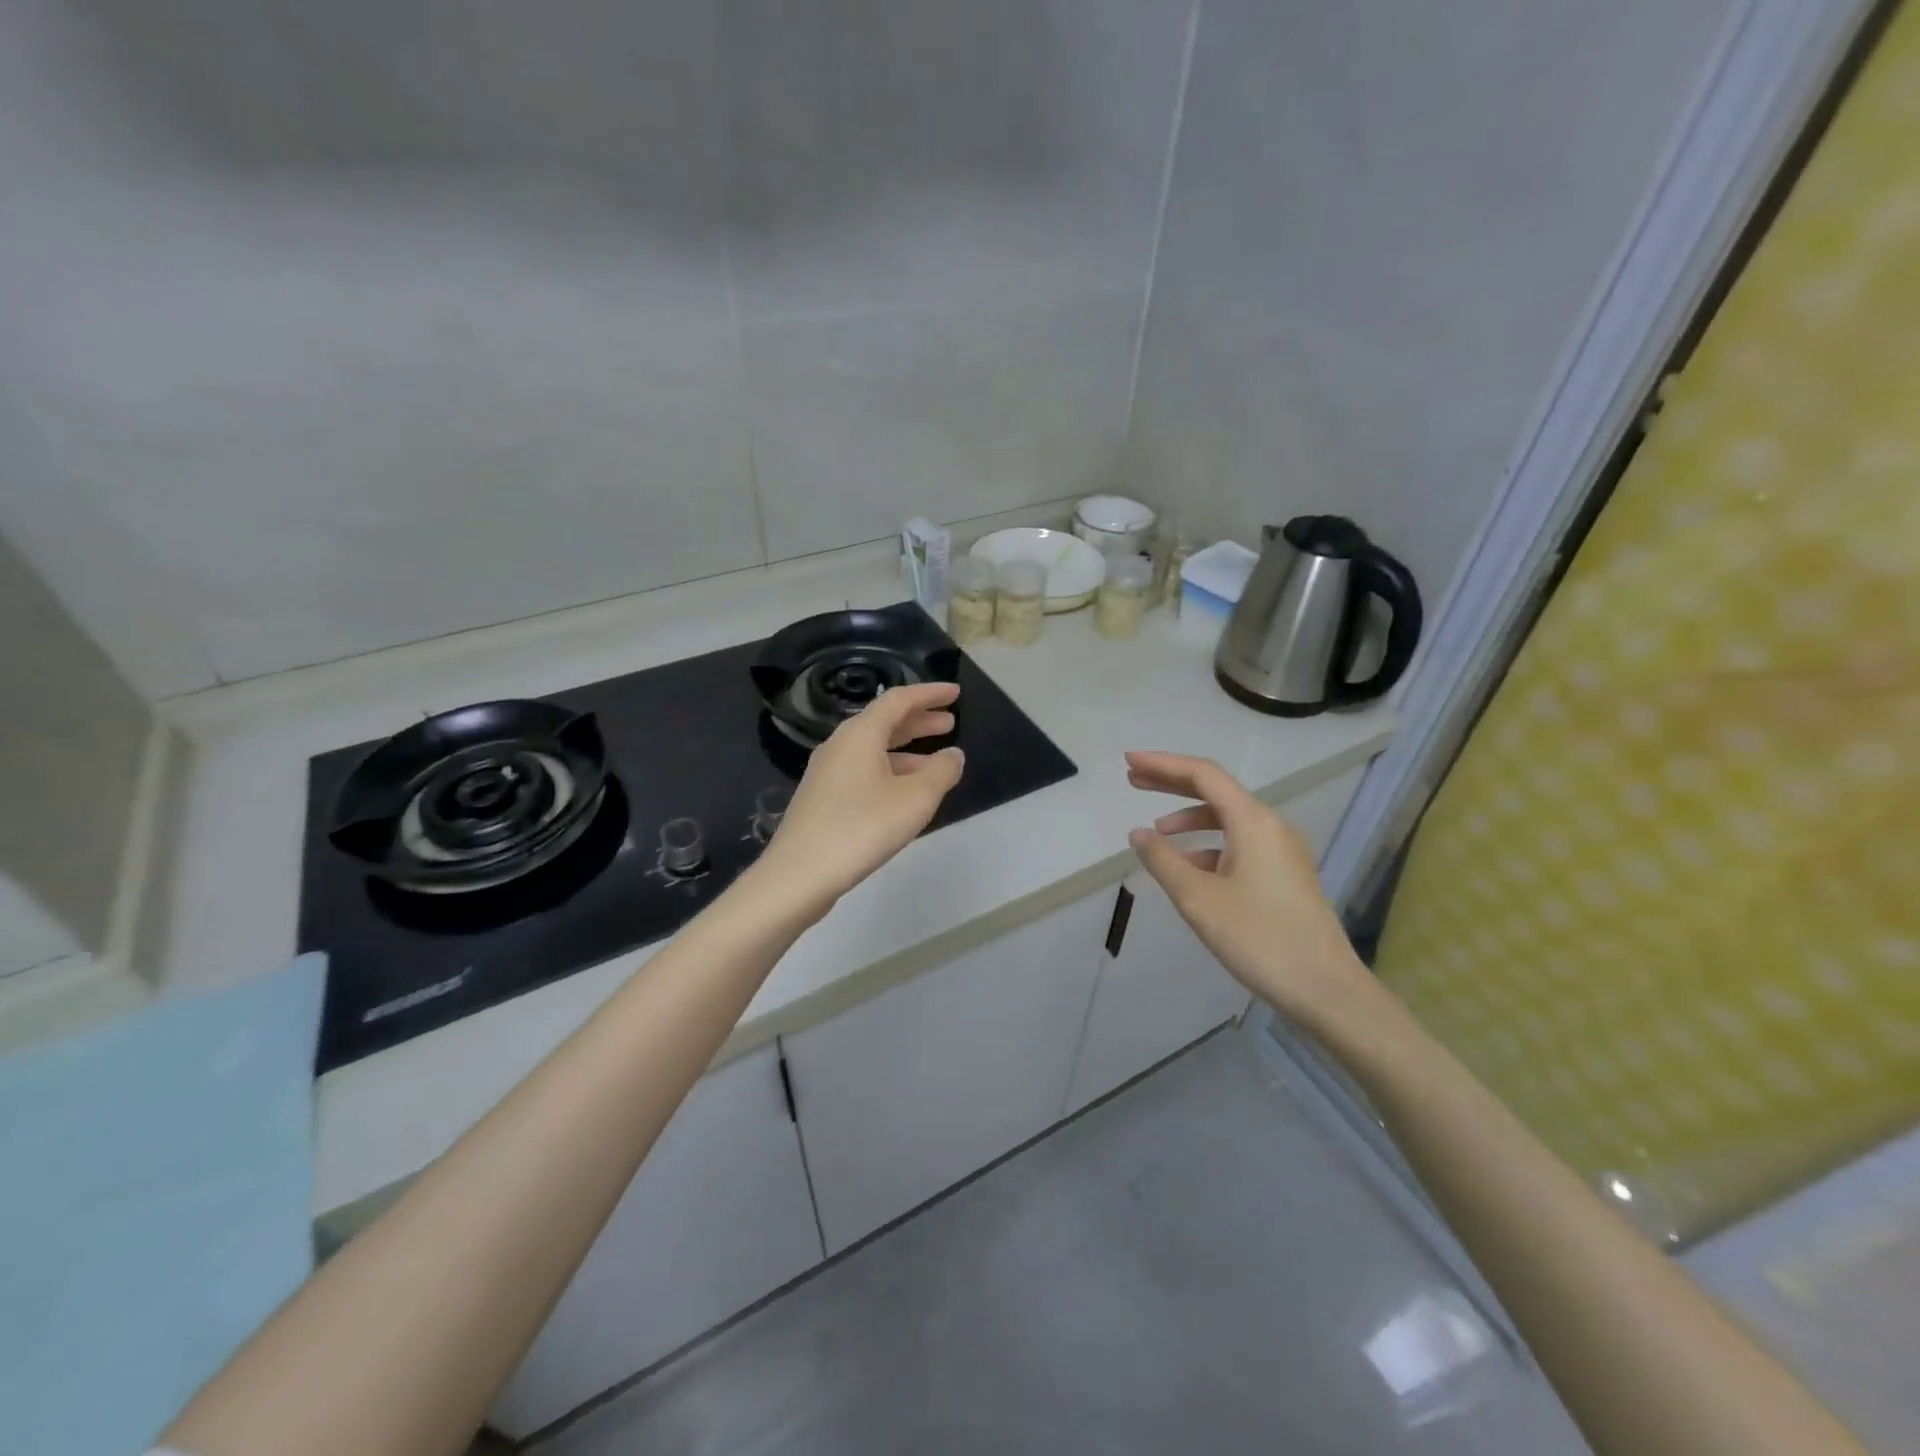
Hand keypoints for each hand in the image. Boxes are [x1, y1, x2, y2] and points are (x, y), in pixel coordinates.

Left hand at [757, 682, 964, 909]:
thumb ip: (941, 772)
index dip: (929, 694)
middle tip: (950, 723)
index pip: (899, 699)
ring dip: (907, 749)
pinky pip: (864, 770)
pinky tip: (905, 793)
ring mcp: (827, 772)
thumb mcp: (915, 800)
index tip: (955, 693)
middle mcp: (840, 744)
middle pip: (884, 722)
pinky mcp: (823, 797)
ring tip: (937, 762)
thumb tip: (953, 755)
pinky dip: (890, 770)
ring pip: (874, 749)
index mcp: (860, 733)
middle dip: (919, 720)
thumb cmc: (862, 828)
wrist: (800, 874)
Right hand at [1125, 751, 1373, 1028]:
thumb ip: (1163, 861)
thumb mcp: (1199, 899)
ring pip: (1227, 819)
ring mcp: (1282, 851)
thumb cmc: (1259, 939)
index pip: (1203, 775)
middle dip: (1172, 782)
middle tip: (1133, 780)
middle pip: (1215, 791)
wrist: (1325, 990)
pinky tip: (1188, 867)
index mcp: (1253, 822)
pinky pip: (1239, 844)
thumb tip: (1138, 832)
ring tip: (1156, 830)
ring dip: (1190, 817)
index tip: (1128, 762)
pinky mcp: (1284, 874)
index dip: (1163, 764)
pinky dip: (1208, 845)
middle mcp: (1271, 826)